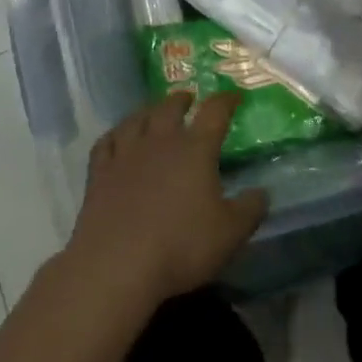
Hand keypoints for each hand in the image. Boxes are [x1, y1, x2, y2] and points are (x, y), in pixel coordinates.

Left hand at [63, 93, 268, 309]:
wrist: (117, 265)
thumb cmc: (181, 246)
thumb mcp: (231, 233)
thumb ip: (251, 209)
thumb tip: (262, 192)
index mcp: (195, 149)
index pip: (214, 112)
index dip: (226, 100)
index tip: (234, 96)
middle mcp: (160, 142)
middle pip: (170, 107)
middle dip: (182, 99)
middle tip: (189, 99)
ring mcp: (125, 155)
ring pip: (136, 119)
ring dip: (148, 110)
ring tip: (154, 111)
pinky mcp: (99, 173)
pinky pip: (106, 142)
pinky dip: (116, 133)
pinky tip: (118, 137)